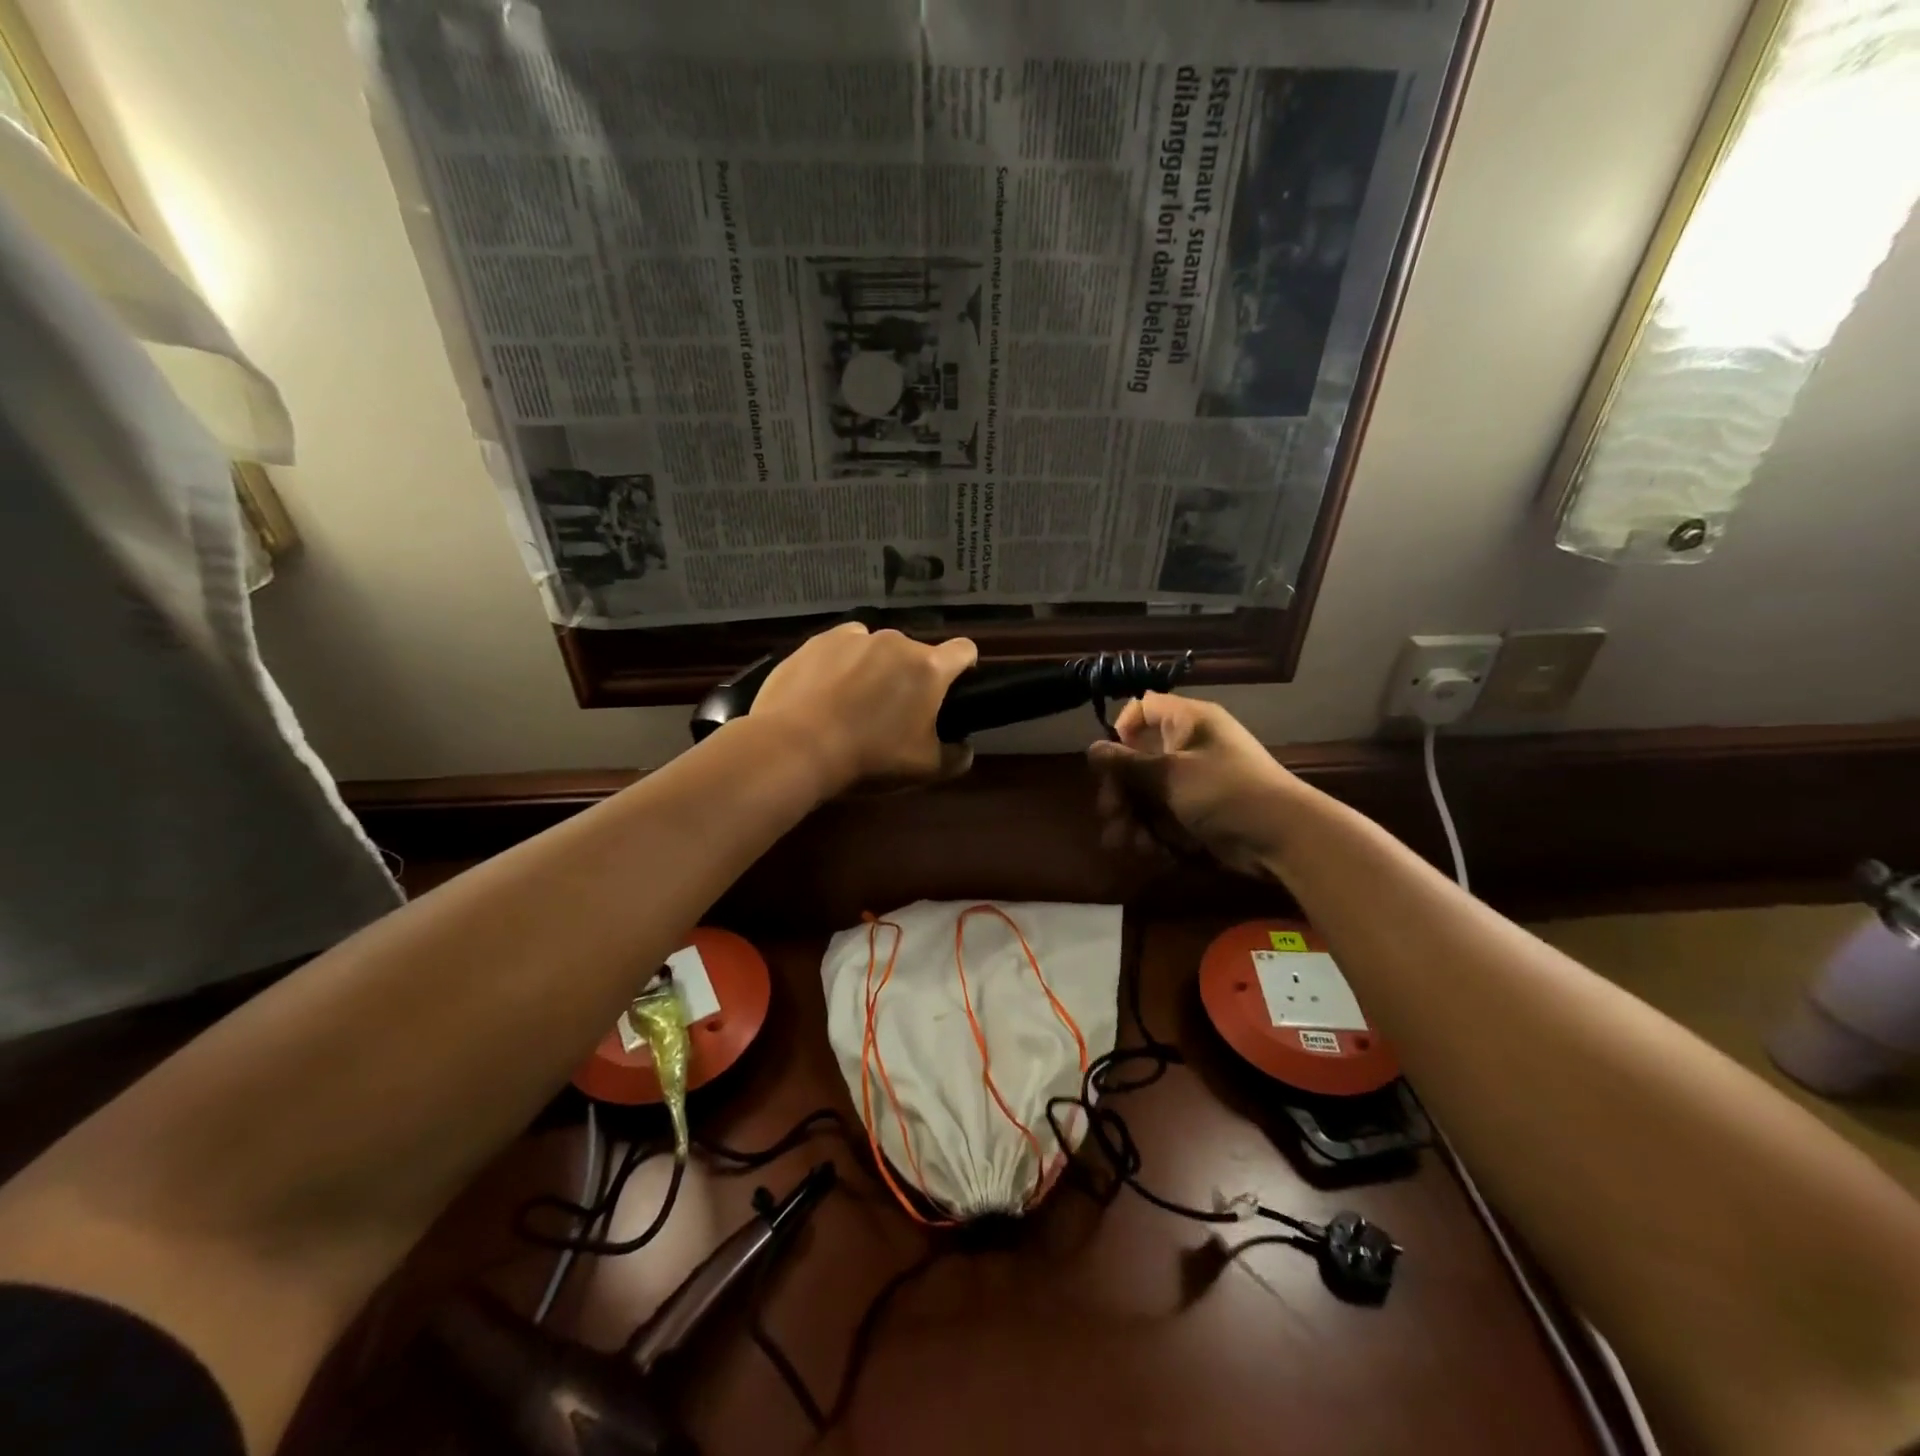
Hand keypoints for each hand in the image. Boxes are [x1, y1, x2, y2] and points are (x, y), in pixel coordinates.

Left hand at [750, 623, 977, 794]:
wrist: (795, 748)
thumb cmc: (870, 758)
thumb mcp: (924, 769)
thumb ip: (956, 757)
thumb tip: (964, 747)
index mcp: (928, 668)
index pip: (964, 650)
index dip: (964, 668)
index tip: (951, 689)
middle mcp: (896, 641)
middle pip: (915, 653)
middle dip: (910, 676)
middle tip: (892, 713)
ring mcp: (854, 636)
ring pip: (877, 648)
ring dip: (875, 668)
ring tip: (853, 702)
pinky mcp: (818, 640)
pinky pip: (842, 647)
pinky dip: (841, 664)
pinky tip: (825, 692)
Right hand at [1087, 693, 1302, 875]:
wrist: (1282, 837)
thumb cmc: (1224, 791)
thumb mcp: (1170, 774)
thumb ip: (1127, 764)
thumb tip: (1092, 749)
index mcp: (1187, 722)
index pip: (1144, 709)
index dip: (1123, 730)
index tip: (1112, 759)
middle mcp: (1189, 746)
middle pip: (1138, 760)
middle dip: (1120, 791)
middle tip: (1111, 814)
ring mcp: (1194, 782)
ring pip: (1148, 795)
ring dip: (1133, 819)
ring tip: (1126, 844)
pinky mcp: (1199, 813)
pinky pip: (1165, 817)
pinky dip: (1155, 834)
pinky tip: (1152, 851)